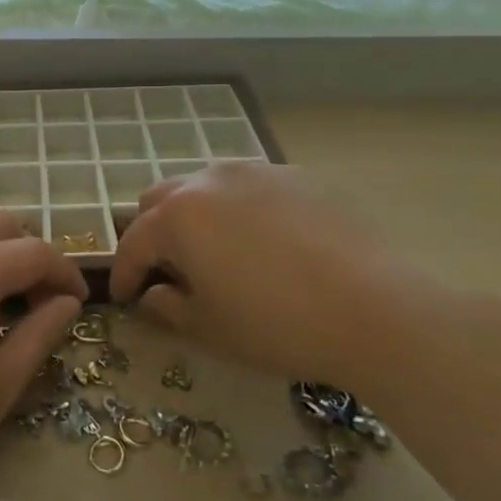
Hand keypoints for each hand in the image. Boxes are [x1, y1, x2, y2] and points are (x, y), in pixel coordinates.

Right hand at [109, 162, 441, 392]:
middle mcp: (209, 180)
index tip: (124, 297)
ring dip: (195, 215)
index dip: (125, 274)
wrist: (375, 308)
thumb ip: (167, 308)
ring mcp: (255, 172)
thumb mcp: (210, 329)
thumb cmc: (277, 324)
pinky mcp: (296, 176)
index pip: (134, 243)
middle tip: (168, 270)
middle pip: (160, 199)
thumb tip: (154, 295)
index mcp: (178, 216)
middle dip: (153, 233)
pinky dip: (239, 210)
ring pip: (205, 186)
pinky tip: (264, 243)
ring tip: (215, 251)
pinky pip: (249, 187)